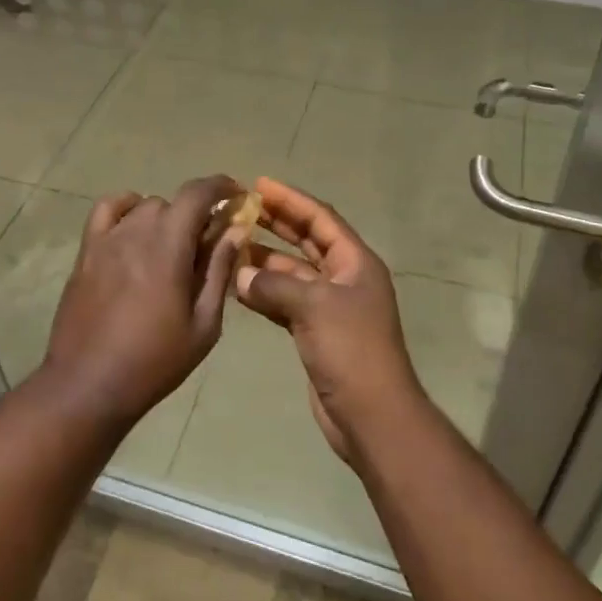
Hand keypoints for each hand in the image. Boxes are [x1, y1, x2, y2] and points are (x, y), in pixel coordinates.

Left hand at [38, 174, 243, 431]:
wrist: (88, 386)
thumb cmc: (154, 361)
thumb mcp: (203, 324)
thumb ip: (219, 270)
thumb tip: (236, 230)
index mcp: (169, 245)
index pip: (197, 193)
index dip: (221, 186)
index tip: (237, 195)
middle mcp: (137, 230)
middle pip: (173, 202)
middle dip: (196, 214)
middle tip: (207, 243)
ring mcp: (107, 239)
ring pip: (143, 206)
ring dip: (165, 217)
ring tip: (171, 245)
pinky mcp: (86, 251)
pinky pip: (106, 210)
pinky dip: (125, 208)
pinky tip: (133, 229)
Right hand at [234, 177, 426, 462]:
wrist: (371, 416)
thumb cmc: (351, 350)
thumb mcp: (314, 307)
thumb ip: (274, 285)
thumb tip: (240, 276)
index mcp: (355, 262)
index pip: (320, 219)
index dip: (291, 200)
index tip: (260, 184)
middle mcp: (345, 278)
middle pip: (307, 241)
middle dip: (276, 224)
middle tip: (241, 208)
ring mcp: (330, 307)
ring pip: (293, 273)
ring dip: (265, 260)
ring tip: (230, 245)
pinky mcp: (316, 333)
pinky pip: (286, 301)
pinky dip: (264, 293)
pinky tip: (237, 287)